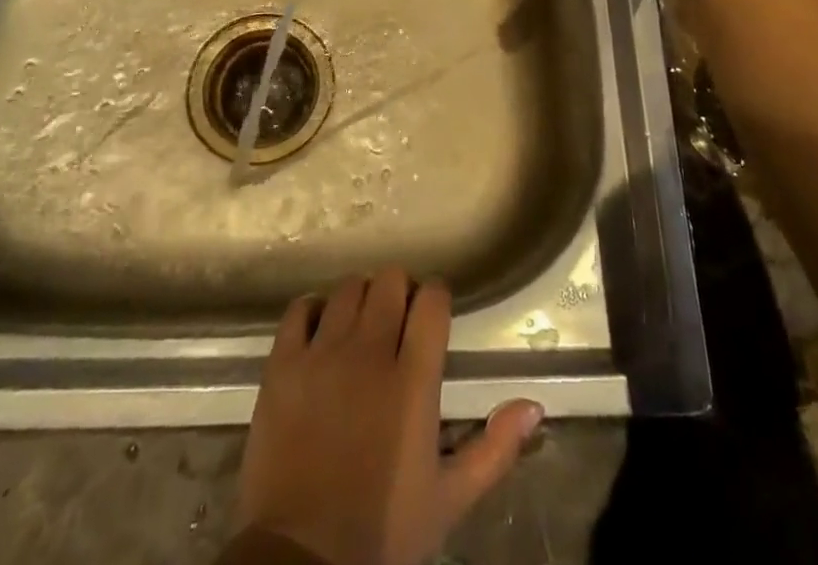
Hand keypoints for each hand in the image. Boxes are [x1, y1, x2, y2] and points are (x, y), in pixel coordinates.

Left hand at [236, 270, 542, 564]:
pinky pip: (299, 310)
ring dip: (360, 299)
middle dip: (399, 291)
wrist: (301, 563)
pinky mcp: (283, 365)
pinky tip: (320, 330)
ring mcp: (322, 354)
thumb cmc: (383, 532)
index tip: (433, 314)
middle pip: (390, 280)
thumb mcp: (449, 499)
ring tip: (361, 326)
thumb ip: (495, 449)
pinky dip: (313, 311)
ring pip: (348, 288)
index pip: (432, 299)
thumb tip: (534, 405)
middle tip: (398, 321)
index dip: (436, 297)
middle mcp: (369, 353)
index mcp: (413, 380)